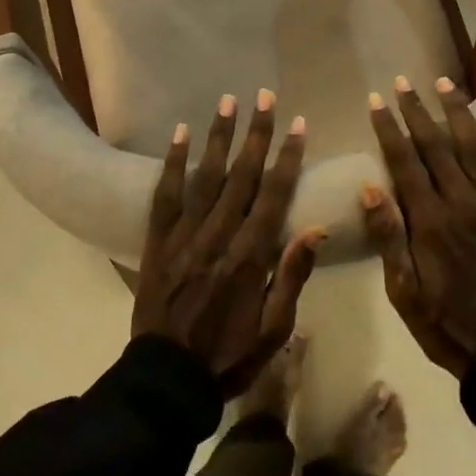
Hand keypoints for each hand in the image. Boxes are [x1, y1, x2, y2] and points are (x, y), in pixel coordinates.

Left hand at [133, 91, 322, 396]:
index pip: (274, 195)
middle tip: (265, 96)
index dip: (288, 157)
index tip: (298, 124)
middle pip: (241, 175)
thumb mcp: (273, 329)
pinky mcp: (158, 241)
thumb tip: (317, 229)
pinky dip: (173, 163)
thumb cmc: (228, 356)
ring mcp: (184, 235)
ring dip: (219, 137)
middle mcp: (218, 235)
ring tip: (228, 101)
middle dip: (256, 134)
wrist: (166, 379)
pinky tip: (180, 134)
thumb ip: (293, 276)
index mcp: (251, 256)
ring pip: (205, 176)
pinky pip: (165, 195)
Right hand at [362, 77, 475, 378]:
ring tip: (445, 82)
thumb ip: (389, 237)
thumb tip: (369, 187)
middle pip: (436, 146)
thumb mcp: (402, 290)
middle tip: (402, 82)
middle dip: (417, 111)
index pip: (404, 162)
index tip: (376, 100)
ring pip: (475, 148)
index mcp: (429, 222)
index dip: (388, 128)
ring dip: (458, 112)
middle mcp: (462, 203)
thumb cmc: (442, 322)